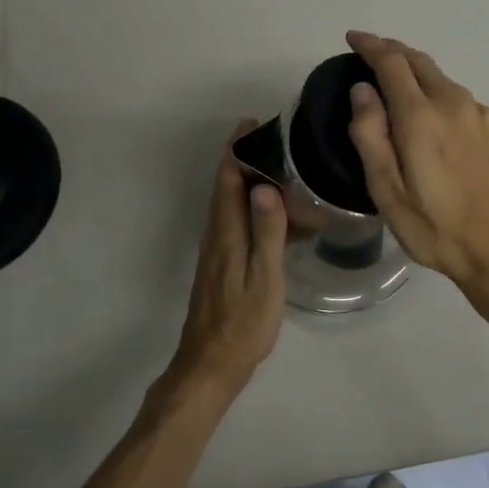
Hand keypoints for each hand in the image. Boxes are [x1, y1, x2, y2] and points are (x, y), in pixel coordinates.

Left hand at [163, 121, 288, 400]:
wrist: (211, 364)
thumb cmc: (243, 323)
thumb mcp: (264, 278)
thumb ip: (266, 232)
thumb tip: (265, 186)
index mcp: (227, 233)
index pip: (228, 180)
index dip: (237, 150)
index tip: (250, 124)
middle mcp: (217, 234)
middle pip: (225, 186)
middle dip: (242, 158)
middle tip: (271, 139)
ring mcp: (217, 250)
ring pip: (229, 203)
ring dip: (246, 180)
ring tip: (277, 167)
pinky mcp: (222, 263)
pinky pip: (236, 221)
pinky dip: (251, 206)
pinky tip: (273, 214)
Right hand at [345, 31, 488, 309]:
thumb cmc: (434, 226)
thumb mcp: (386, 190)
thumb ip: (370, 134)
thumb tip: (362, 90)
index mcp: (421, 116)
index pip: (392, 62)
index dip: (370, 45)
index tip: (352, 38)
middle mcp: (452, 103)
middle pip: (418, 60)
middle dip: (391, 50)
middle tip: (367, 51)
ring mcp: (477, 114)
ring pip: (439, 76)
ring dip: (413, 68)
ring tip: (391, 78)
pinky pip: (455, 94)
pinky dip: (433, 87)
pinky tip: (426, 106)